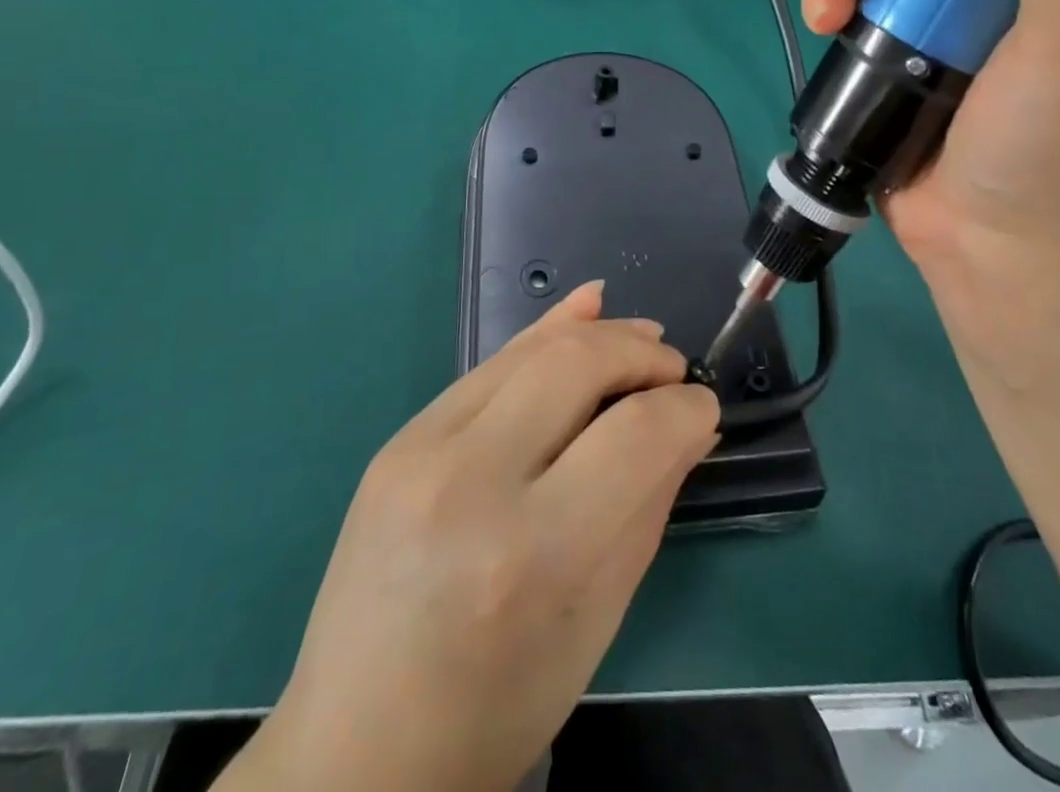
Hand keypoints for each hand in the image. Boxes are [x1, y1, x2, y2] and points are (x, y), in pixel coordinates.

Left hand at [242, 284, 718, 791]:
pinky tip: (583, 311)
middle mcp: (469, 482)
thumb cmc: (495, 708)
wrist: (354, 747)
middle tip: (674, 367)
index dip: (684, 408)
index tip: (705, 407)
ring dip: (596, 333)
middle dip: (639, 353)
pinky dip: (543, 335)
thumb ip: (647, 506)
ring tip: (642, 336)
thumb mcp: (595, 620)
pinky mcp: (399, 437)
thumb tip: (691, 425)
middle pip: (575, 366)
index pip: (633, 436)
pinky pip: (488, 368)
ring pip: (529, 351)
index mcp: (528, 554)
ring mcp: (421, 450)